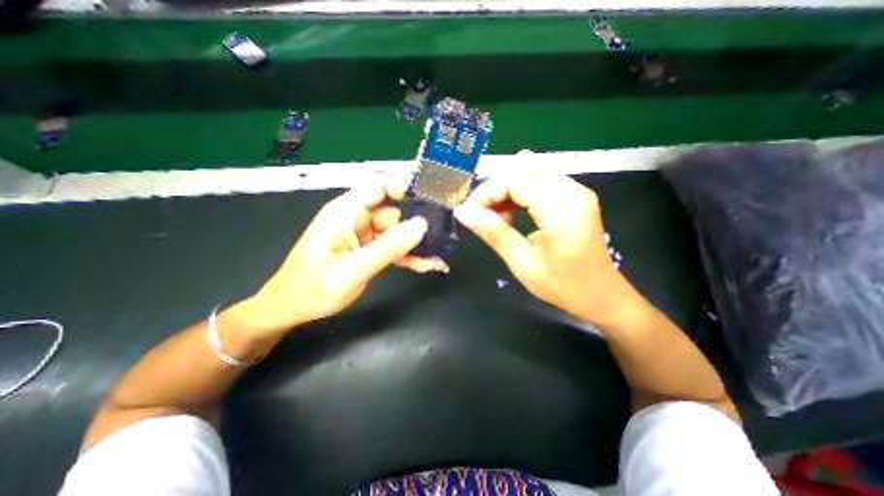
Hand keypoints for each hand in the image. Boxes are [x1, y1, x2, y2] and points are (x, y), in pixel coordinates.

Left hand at [240, 179, 441, 331]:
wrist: (291, 310)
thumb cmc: (313, 288)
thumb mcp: (353, 269)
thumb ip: (388, 247)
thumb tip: (421, 225)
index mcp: (345, 213)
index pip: (378, 186)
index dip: (403, 189)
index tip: (428, 203)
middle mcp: (356, 219)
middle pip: (393, 213)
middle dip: (416, 226)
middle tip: (441, 239)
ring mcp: (362, 236)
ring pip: (396, 233)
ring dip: (415, 245)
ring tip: (436, 259)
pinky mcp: (367, 250)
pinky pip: (391, 248)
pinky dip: (407, 256)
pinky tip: (425, 265)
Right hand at [455, 169, 643, 326]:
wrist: (601, 295)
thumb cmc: (563, 286)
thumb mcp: (522, 263)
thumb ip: (493, 233)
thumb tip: (463, 212)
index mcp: (562, 207)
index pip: (515, 180)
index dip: (486, 192)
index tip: (470, 213)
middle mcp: (573, 190)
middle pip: (522, 171)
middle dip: (495, 190)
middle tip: (481, 215)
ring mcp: (577, 191)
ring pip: (530, 174)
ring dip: (506, 191)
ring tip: (496, 216)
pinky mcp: (575, 197)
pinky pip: (540, 183)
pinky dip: (520, 194)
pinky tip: (512, 213)